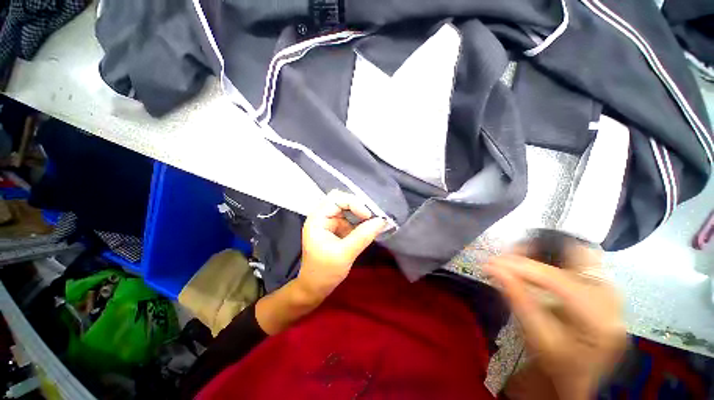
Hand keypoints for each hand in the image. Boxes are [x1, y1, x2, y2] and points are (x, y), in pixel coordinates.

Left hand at [297, 190, 385, 301]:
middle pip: (341, 200)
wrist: (316, 288)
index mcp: (317, 219)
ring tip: (372, 222)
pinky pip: (350, 219)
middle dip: (358, 206)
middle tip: (372, 217)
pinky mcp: (336, 229)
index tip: (368, 216)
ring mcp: (329, 222)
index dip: (354, 203)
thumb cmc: (325, 272)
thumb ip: (363, 236)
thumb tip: (382, 221)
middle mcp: (322, 216)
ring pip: (347, 208)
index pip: (336, 199)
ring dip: (360, 213)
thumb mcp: (345, 254)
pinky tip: (367, 228)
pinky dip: (360, 221)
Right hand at [486, 247, 625, 398]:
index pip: (558, 280)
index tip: (492, 262)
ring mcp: (611, 290)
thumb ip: (516, 299)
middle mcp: (612, 298)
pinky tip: (536, 268)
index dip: (522, 267)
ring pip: (576, 252)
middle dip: (539, 248)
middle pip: (577, 253)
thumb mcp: (536, 336)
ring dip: (545, 251)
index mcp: (599, 319)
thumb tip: (492, 267)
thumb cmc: (557, 363)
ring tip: (520, 261)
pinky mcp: (603, 286)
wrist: (579, 376)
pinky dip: (552, 258)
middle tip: (511, 256)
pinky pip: (577, 260)